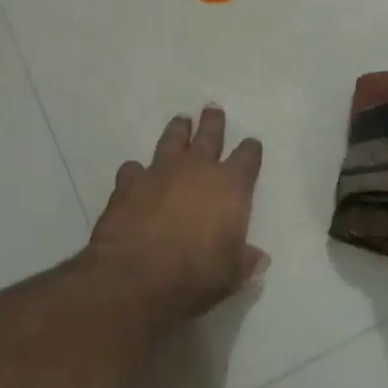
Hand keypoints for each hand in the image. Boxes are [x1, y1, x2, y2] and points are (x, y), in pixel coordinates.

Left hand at [87, 107, 267, 321]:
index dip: (250, 150)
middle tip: (213, 109)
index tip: (251, 145)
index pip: (247, 158)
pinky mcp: (128, 184)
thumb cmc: (195, 276)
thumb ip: (244, 260)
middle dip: (213, 122)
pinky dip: (136, 170)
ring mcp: (159, 172)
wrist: (135, 278)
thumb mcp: (231, 274)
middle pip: (209, 134)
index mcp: (231, 186)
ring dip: (177, 130)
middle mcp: (197, 169)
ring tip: (181, 120)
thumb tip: (259, 258)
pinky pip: (133, 169)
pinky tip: (135, 174)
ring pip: (171, 140)